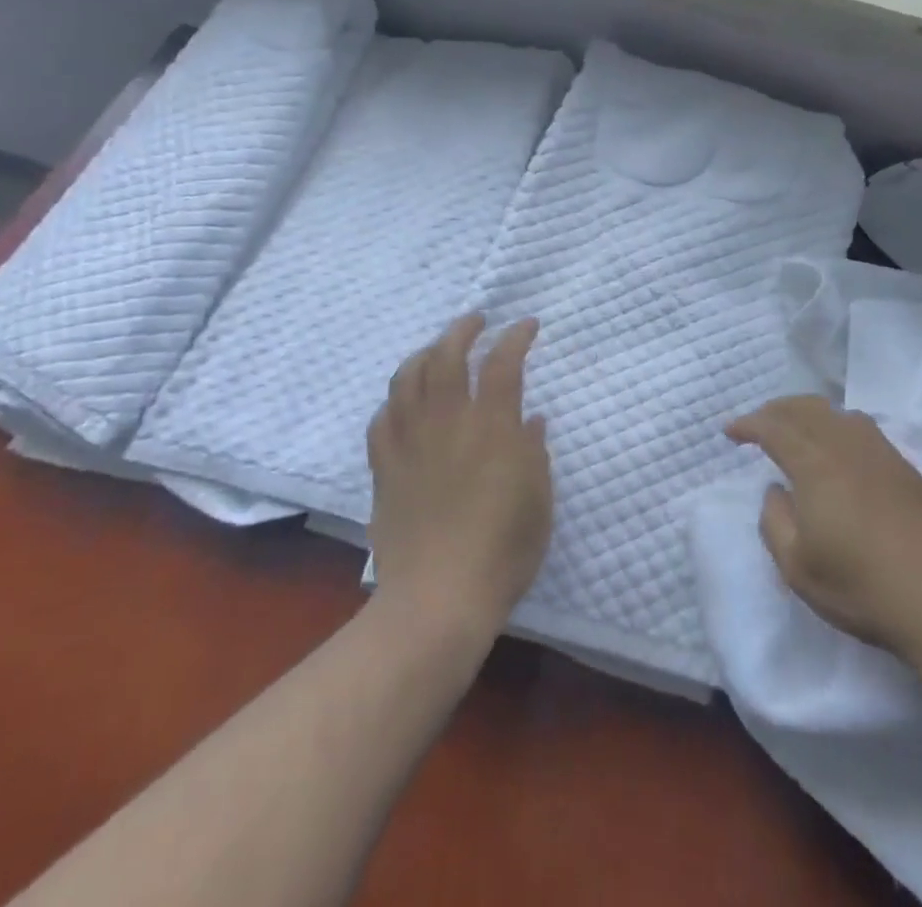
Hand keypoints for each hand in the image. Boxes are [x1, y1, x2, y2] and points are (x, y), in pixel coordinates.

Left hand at [367, 314, 551, 644]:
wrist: (438, 599)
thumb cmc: (503, 551)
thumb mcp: (539, 500)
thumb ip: (535, 453)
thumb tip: (532, 420)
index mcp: (492, 427)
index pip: (503, 363)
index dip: (516, 337)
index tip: (527, 326)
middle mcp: (448, 423)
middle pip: (446, 355)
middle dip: (462, 329)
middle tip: (477, 321)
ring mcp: (410, 443)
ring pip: (407, 378)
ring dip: (425, 353)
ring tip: (438, 350)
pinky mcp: (384, 469)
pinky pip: (382, 419)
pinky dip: (396, 400)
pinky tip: (404, 402)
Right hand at [727, 396, 921, 658]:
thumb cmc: (862, 585)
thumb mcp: (798, 567)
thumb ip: (774, 522)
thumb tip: (775, 490)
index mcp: (815, 464)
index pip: (775, 427)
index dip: (749, 424)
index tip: (731, 431)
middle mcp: (846, 445)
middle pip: (806, 409)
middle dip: (776, 410)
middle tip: (758, 423)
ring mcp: (880, 452)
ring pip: (836, 412)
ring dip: (807, 412)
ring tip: (794, 428)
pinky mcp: (904, 466)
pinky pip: (860, 426)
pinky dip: (836, 423)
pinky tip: (836, 445)